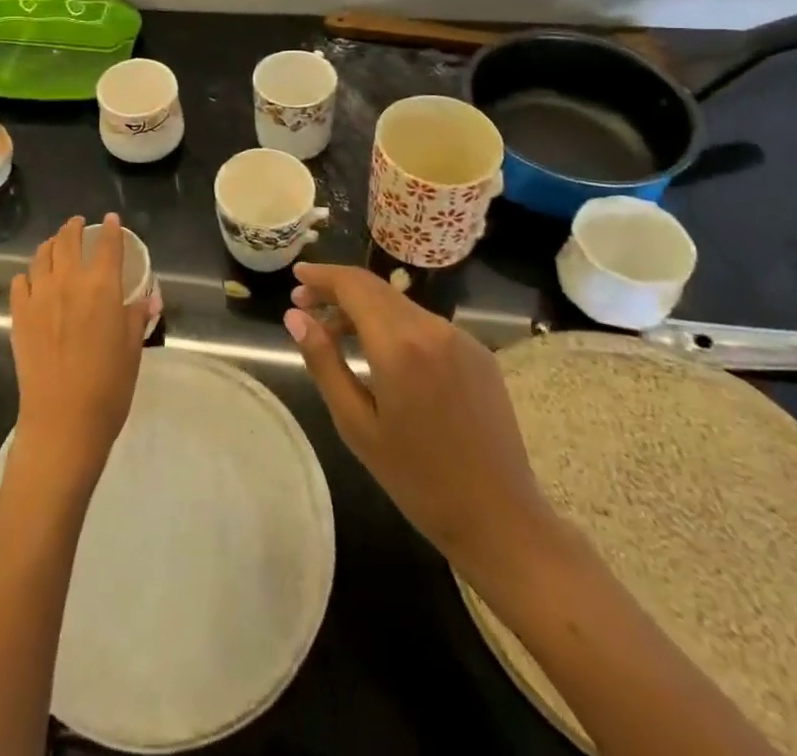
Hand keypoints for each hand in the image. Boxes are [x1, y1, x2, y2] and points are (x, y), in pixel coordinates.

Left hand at [9, 215, 148, 487]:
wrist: (63, 422)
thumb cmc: (108, 388)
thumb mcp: (132, 349)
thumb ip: (136, 316)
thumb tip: (148, 297)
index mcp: (102, 287)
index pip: (107, 245)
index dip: (110, 229)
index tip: (111, 220)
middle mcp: (68, 282)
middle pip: (68, 240)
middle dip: (74, 228)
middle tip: (79, 225)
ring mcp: (39, 296)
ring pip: (41, 255)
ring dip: (51, 245)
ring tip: (56, 245)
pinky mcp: (18, 315)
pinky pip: (21, 281)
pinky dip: (29, 274)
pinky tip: (33, 280)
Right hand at [284, 262, 553, 572]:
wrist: (501, 519)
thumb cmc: (417, 479)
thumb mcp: (356, 424)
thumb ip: (323, 362)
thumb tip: (295, 317)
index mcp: (399, 345)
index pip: (353, 285)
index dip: (322, 276)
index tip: (296, 277)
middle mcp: (433, 328)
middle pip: (376, 288)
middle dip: (338, 289)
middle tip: (305, 304)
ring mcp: (461, 338)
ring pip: (400, 304)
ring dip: (364, 307)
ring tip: (336, 332)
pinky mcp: (479, 353)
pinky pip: (425, 324)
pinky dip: (394, 324)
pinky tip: (381, 351)